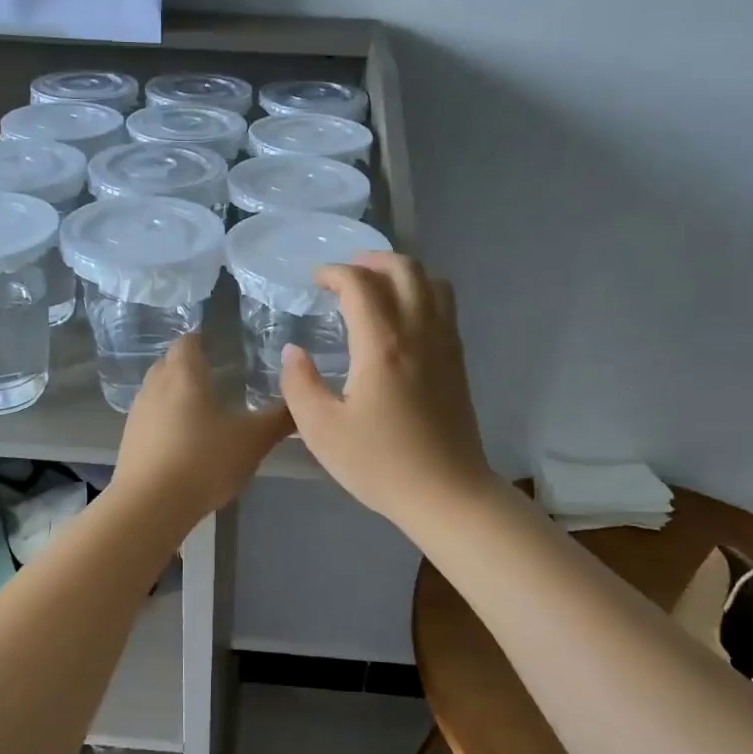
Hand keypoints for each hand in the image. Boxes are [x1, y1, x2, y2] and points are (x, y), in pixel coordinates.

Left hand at [110, 334, 292, 524]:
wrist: (149, 506)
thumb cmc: (203, 461)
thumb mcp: (252, 441)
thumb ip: (278, 419)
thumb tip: (301, 401)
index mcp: (183, 374)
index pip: (187, 341)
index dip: (202, 339)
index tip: (220, 345)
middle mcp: (154, 386)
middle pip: (169, 364)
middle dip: (189, 366)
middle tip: (216, 376)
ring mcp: (137, 414)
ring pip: (158, 392)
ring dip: (176, 395)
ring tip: (202, 409)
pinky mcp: (129, 442)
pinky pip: (150, 419)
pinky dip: (166, 421)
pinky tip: (184, 441)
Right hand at [280, 252, 499, 530]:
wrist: (447, 493)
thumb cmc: (380, 464)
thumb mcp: (321, 430)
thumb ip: (300, 384)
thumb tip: (294, 352)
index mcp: (381, 345)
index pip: (359, 284)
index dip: (333, 272)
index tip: (314, 281)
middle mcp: (418, 332)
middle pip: (403, 269)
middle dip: (370, 260)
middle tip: (344, 274)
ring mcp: (444, 343)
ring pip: (431, 281)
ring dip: (401, 272)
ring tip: (375, 286)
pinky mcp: (458, 360)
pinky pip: (445, 305)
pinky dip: (422, 292)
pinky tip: (402, 316)